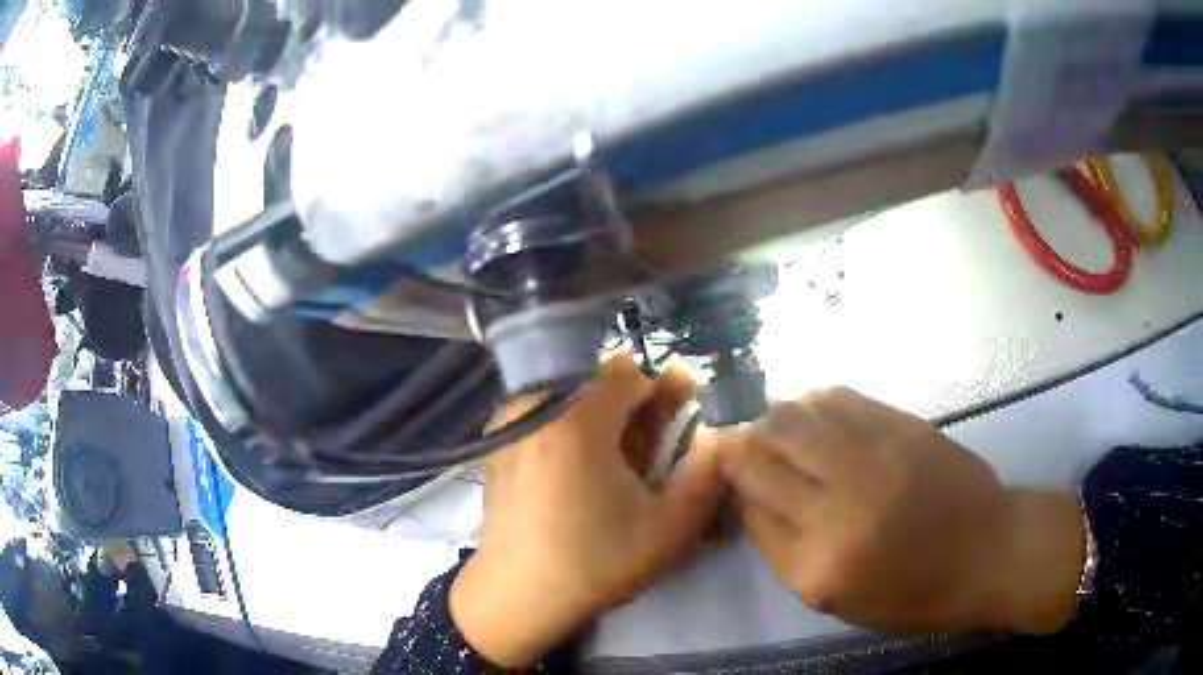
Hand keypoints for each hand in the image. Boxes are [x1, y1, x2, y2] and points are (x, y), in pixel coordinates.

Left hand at [451, 354, 723, 666]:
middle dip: (628, 401)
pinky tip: (575, 467)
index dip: (657, 391)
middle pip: (593, 379)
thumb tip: (719, 436)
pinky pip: (540, 412)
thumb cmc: (595, 563)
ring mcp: (508, 427)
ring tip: (613, 455)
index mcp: (577, 423)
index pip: (626, 373)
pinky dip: (566, 424)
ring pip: (566, 392)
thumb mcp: (668, 530)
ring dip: (597, 411)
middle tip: (647, 441)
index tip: (671, 421)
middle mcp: (536, 411)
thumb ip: (706, 477)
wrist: (518, 595)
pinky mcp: (495, 446)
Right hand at [700, 387, 1083, 634]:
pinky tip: (811, 407)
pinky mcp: (900, 426)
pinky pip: (839, 398)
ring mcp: (871, 457)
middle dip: (737, 438)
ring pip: (795, 416)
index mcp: (816, 563)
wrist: (987, 552)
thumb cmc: (913, 592)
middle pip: (764, 453)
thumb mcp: (838, 600)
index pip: (750, 504)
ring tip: (767, 417)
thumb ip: (787, 551)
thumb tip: (753, 499)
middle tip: (728, 432)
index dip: (728, 477)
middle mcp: (836, 506)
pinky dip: (814, 399)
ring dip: (772, 413)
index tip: (717, 462)